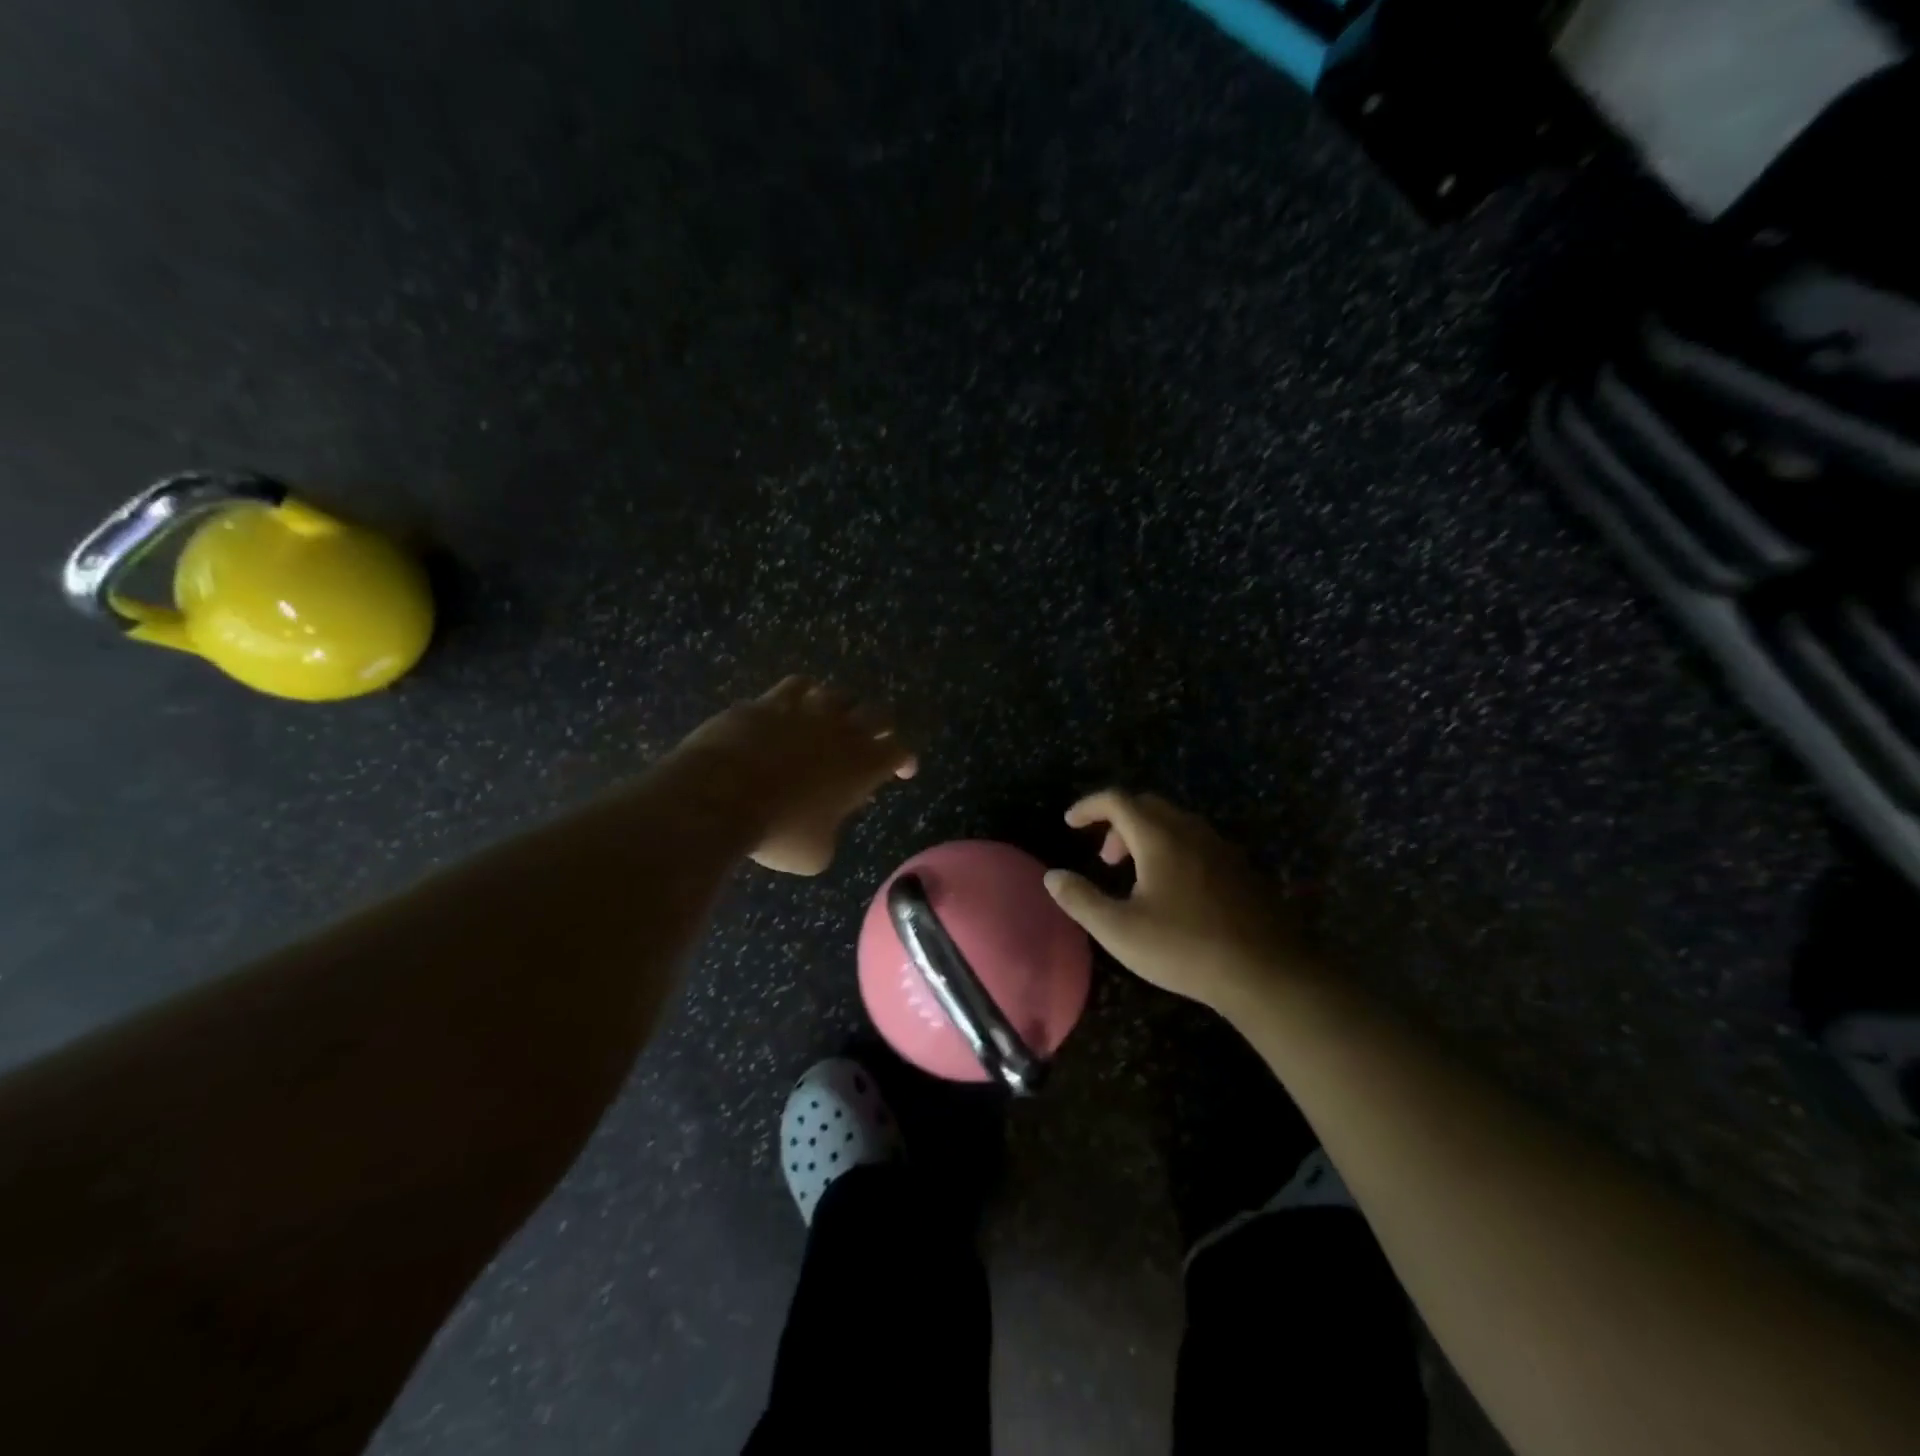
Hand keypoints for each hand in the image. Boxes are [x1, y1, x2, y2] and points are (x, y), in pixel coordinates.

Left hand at [674, 676, 916, 875]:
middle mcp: (842, 731)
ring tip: (833, 720)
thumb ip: (831, 833)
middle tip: (875, 740)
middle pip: (879, 714)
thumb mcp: (815, 853)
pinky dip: (804, 694)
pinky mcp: (769, 702)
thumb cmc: (777, 832)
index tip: (903, 770)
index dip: (905, 760)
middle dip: (881, 727)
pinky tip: (796, 702)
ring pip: (839, 694)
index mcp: (863, 766)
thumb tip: (825, 826)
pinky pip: (797, 685)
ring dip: (842, 708)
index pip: (900, 751)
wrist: (720, 797)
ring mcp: (805, 711)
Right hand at [1043, 790, 1309, 1011]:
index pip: (1117, 800)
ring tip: (1134, 874)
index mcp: (1159, 837)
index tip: (1070, 823)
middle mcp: (1190, 831)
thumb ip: (1081, 899)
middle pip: (1147, 805)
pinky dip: (1172, 848)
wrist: (1266, 972)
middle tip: (1104, 856)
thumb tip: (1052, 876)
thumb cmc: (1184, 948)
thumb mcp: (1119, 930)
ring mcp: (1220, 847)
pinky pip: (1197, 841)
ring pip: (1175, 822)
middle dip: (1117, 822)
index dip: (1089, 806)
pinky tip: (1173, 889)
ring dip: (1146, 835)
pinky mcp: (1240, 867)